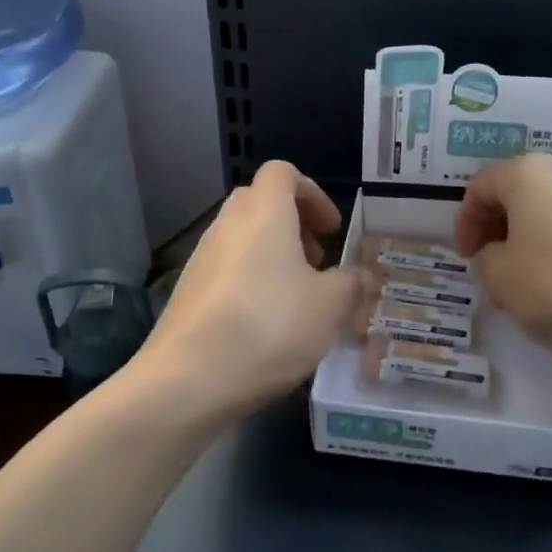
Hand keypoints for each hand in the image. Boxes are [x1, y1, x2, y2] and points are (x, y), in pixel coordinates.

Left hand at [136, 162, 368, 420]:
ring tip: (296, 298)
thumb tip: (365, 276)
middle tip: (317, 261)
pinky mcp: (187, 292)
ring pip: (242, 238)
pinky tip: (266, 324)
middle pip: (260, 202)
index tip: (331, 230)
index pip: (282, 172)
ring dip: (272, 255)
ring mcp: (201, 258)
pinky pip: (226, 269)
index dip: (312, 193)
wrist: (187, 379)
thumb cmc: (269, 327)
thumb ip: (353, 285)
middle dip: (293, 224)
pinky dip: (250, 281)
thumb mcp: (329, 307)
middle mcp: (227, 225)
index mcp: (263, 213)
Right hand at [455, 155, 551, 372]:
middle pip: (518, 191)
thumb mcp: (502, 280)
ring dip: (531, 236)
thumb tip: (500, 254)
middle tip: (491, 264)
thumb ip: (487, 260)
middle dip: (498, 227)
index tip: (467, 257)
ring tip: (528, 277)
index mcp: (528, 173)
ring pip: (551, 207)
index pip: (480, 187)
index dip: (465, 223)